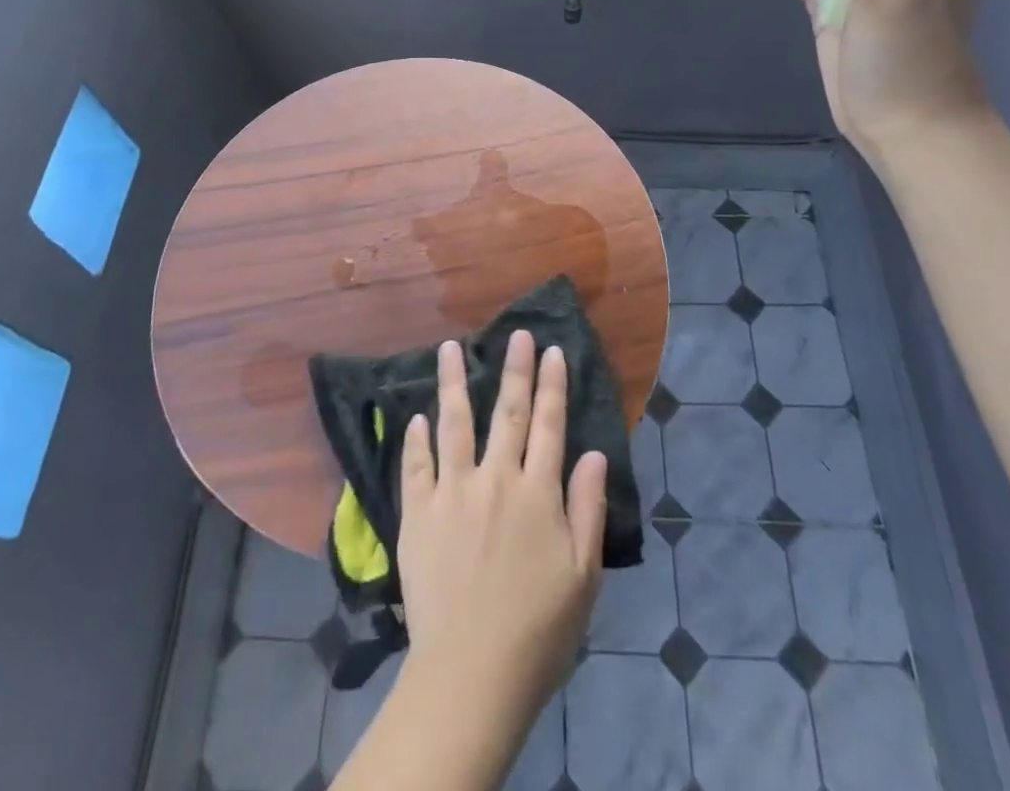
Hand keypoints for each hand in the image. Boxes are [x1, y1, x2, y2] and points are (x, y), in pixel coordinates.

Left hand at [396, 331, 606, 726]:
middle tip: (515, 334)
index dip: (552, 385)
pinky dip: (416, 439)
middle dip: (514, 370)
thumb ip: (588, 509)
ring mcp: (452, 493)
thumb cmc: (539, 631)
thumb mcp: (583, 576)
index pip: (549, 425)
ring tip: (450, 348)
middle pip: (507, 413)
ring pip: (454, 425)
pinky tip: (415, 417)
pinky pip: (416, 466)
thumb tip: (594, 454)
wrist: (471, 675)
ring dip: (454, 383)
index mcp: (537, 493)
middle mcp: (496, 480)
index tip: (552, 350)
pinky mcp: (418, 515)